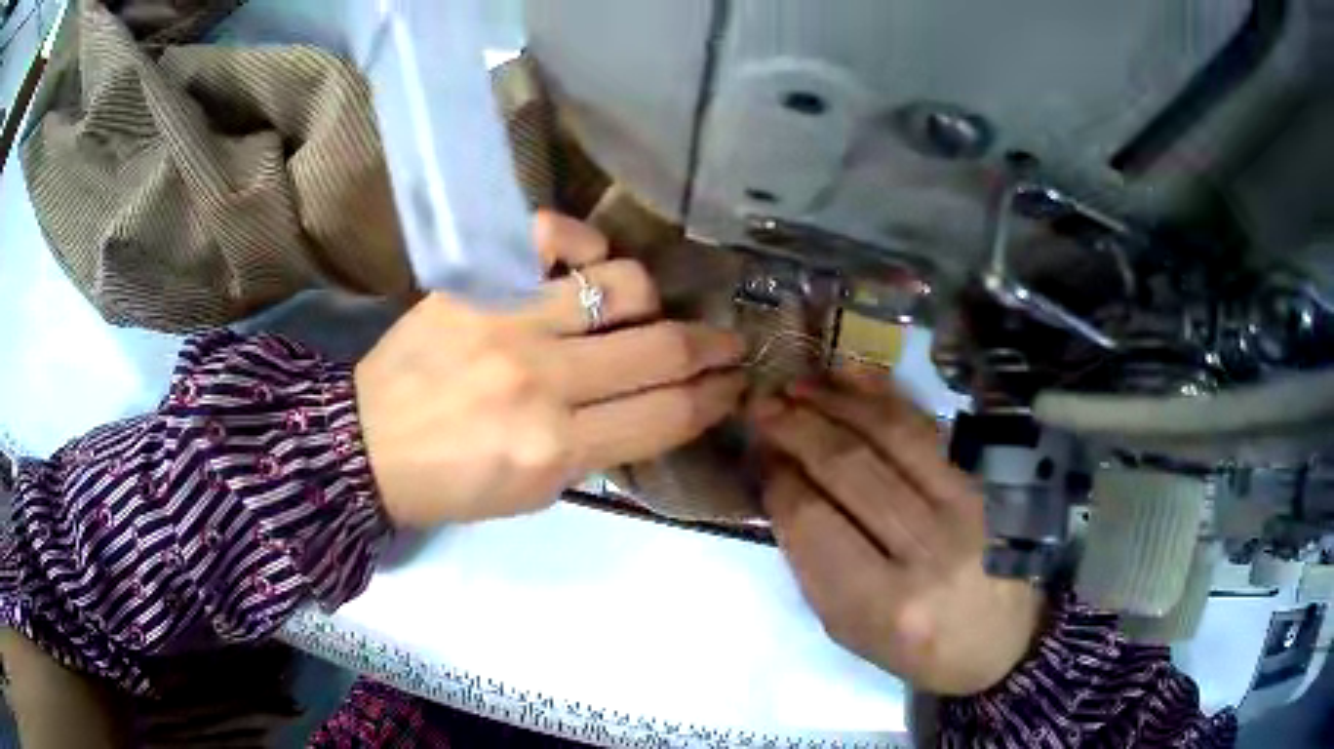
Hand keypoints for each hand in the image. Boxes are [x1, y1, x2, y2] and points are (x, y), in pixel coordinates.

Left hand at [356, 212, 745, 527]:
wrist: (365, 444)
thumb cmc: (451, 483)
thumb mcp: (534, 494)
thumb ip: (599, 450)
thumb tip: (654, 405)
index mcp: (555, 449)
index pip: (665, 413)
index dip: (712, 398)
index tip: (734, 385)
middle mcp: (541, 379)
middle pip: (660, 348)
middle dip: (712, 347)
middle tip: (729, 343)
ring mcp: (506, 319)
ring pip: (623, 286)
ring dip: (653, 301)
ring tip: (648, 311)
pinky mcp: (475, 281)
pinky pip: (549, 236)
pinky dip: (581, 243)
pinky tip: (587, 265)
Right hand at [753, 369, 1042, 695]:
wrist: (1003, 639)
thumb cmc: (916, 646)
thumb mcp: (850, 627)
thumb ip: (812, 562)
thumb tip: (782, 482)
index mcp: (884, 604)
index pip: (813, 522)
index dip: (778, 478)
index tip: (759, 453)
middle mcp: (927, 549)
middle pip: (849, 468)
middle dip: (796, 428)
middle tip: (763, 405)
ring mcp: (964, 506)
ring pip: (890, 435)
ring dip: (836, 402)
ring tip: (798, 385)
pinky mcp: (984, 481)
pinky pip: (928, 428)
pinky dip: (885, 397)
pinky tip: (851, 379)